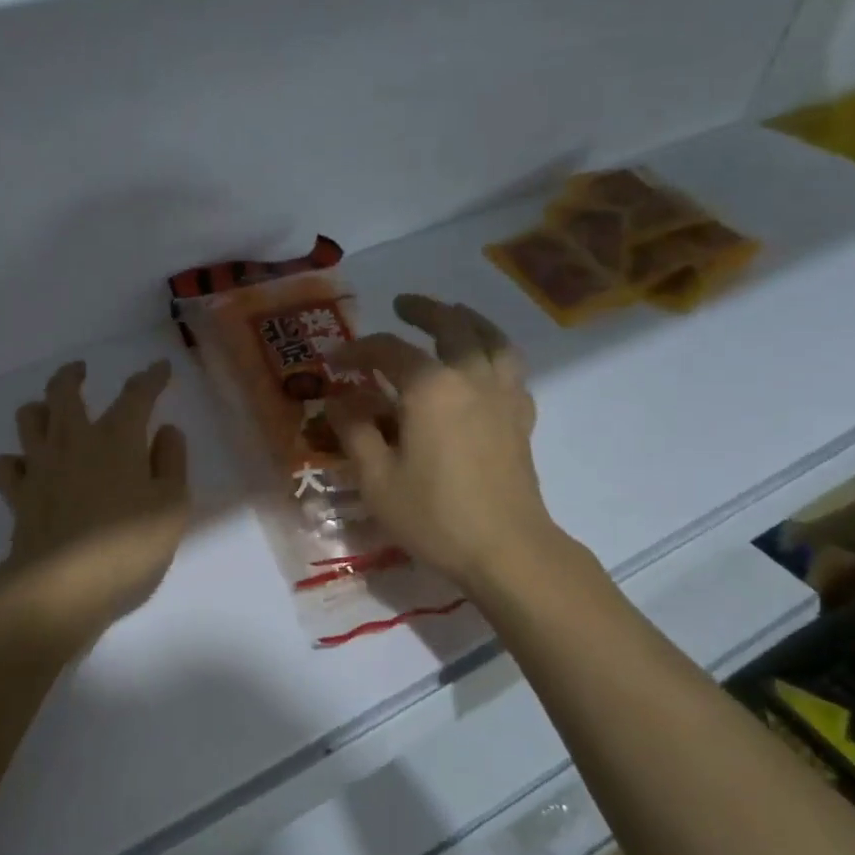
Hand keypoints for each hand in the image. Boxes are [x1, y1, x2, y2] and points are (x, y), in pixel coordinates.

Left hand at [0, 359, 190, 643]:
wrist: (60, 589)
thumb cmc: (127, 547)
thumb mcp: (171, 507)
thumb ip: (171, 463)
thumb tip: (166, 431)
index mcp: (117, 439)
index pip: (136, 395)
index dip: (151, 378)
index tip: (160, 369)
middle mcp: (74, 441)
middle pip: (64, 391)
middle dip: (73, 375)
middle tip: (81, 370)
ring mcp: (40, 467)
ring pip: (28, 419)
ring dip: (40, 408)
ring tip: (50, 413)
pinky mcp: (18, 497)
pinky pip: (7, 466)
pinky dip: (16, 460)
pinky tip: (27, 468)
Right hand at [327, 295, 567, 590]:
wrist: (506, 549)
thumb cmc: (433, 516)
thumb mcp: (376, 478)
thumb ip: (355, 431)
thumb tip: (340, 400)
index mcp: (430, 387)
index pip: (388, 351)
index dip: (356, 350)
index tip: (334, 359)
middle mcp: (470, 377)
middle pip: (450, 324)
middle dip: (422, 310)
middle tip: (401, 305)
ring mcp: (503, 394)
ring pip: (491, 337)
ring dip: (468, 319)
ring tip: (453, 316)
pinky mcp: (521, 416)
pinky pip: (510, 367)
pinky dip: (494, 352)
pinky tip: (484, 364)